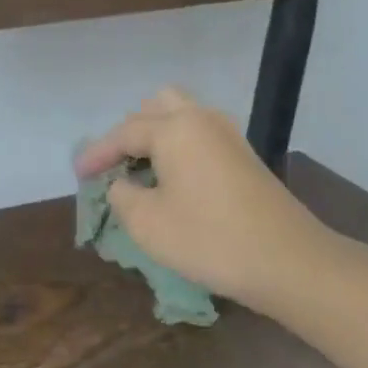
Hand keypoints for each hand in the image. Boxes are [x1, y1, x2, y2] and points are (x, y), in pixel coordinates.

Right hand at [74, 88, 333, 309]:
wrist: (289, 262)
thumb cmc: (209, 239)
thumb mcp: (147, 223)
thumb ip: (122, 195)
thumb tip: (123, 184)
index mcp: (174, 128)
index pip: (123, 133)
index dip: (96, 154)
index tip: (77, 174)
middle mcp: (201, 119)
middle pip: (156, 105)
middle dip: (130, 130)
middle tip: (116, 163)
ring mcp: (228, 135)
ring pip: (182, 115)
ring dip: (156, 133)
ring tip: (141, 168)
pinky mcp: (244, 156)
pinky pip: (200, 134)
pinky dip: (178, 145)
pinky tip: (172, 177)